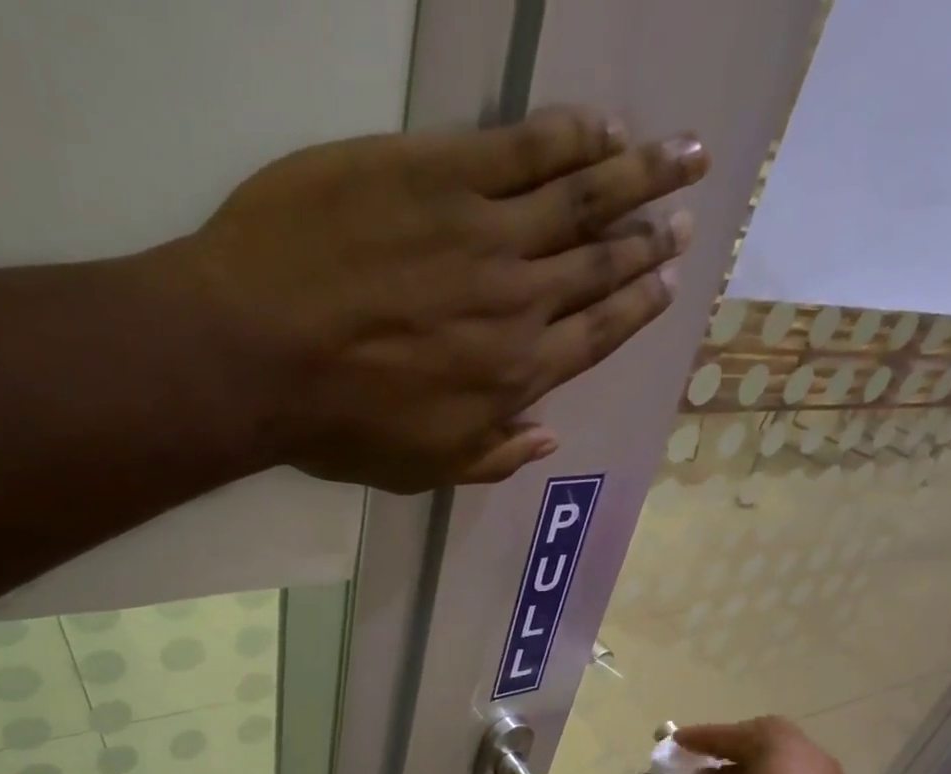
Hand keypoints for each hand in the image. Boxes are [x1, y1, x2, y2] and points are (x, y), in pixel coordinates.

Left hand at [177, 107, 706, 490]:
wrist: (261, 352)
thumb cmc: (340, 425)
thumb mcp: (422, 469)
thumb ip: (492, 456)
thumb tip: (547, 438)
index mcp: (516, 375)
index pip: (596, 335)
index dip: (636, 307)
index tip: (667, 283)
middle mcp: (520, 302)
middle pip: (601, 264)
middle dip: (650, 240)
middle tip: (689, 217)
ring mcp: (486, 232)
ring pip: (584, 196)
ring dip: (641, 174)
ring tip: (685, 155)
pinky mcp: (443, 170)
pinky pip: (527, 145)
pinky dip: (573, 134)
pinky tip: (605, 128)